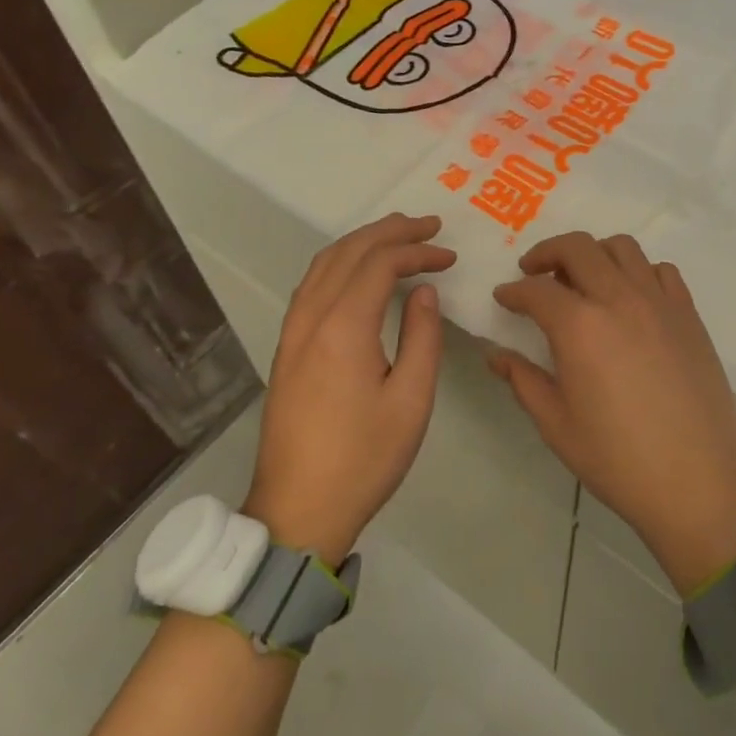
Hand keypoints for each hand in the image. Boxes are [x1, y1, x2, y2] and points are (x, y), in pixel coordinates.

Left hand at [243, 213, 454, 566]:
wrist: (298, 510)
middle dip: (390, 231)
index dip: (417, 251)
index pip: (380, 264)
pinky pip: (312, 284)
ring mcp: (292, 332)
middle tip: (428, 225)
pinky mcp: (286, 347)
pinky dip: (340, 263)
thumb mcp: (411, 400)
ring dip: (362, 242)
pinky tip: (358, 271)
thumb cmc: (363, 458)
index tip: (449, 256)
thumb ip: (422, 336)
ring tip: (398, 236)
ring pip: (324, 264)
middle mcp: (311, 318)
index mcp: (343, 328)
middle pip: (348, 252)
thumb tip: (423, 291)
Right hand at [490, 232, 735, 595]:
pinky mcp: (689, 314)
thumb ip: (523, 380)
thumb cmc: (618, 459)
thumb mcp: (557, 425)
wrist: (698, 481)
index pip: (537, 290)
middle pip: (578, 248)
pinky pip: (662, 270)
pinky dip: (640, 271)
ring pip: (623, 247)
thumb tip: (497, 355)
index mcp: (580, 326)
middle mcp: (619, 299)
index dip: (514, 291)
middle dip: (547, 253)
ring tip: (584, 280)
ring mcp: (659, 302)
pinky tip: (632, 297)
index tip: (504, 298)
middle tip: (535, 273)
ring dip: (594, 254)